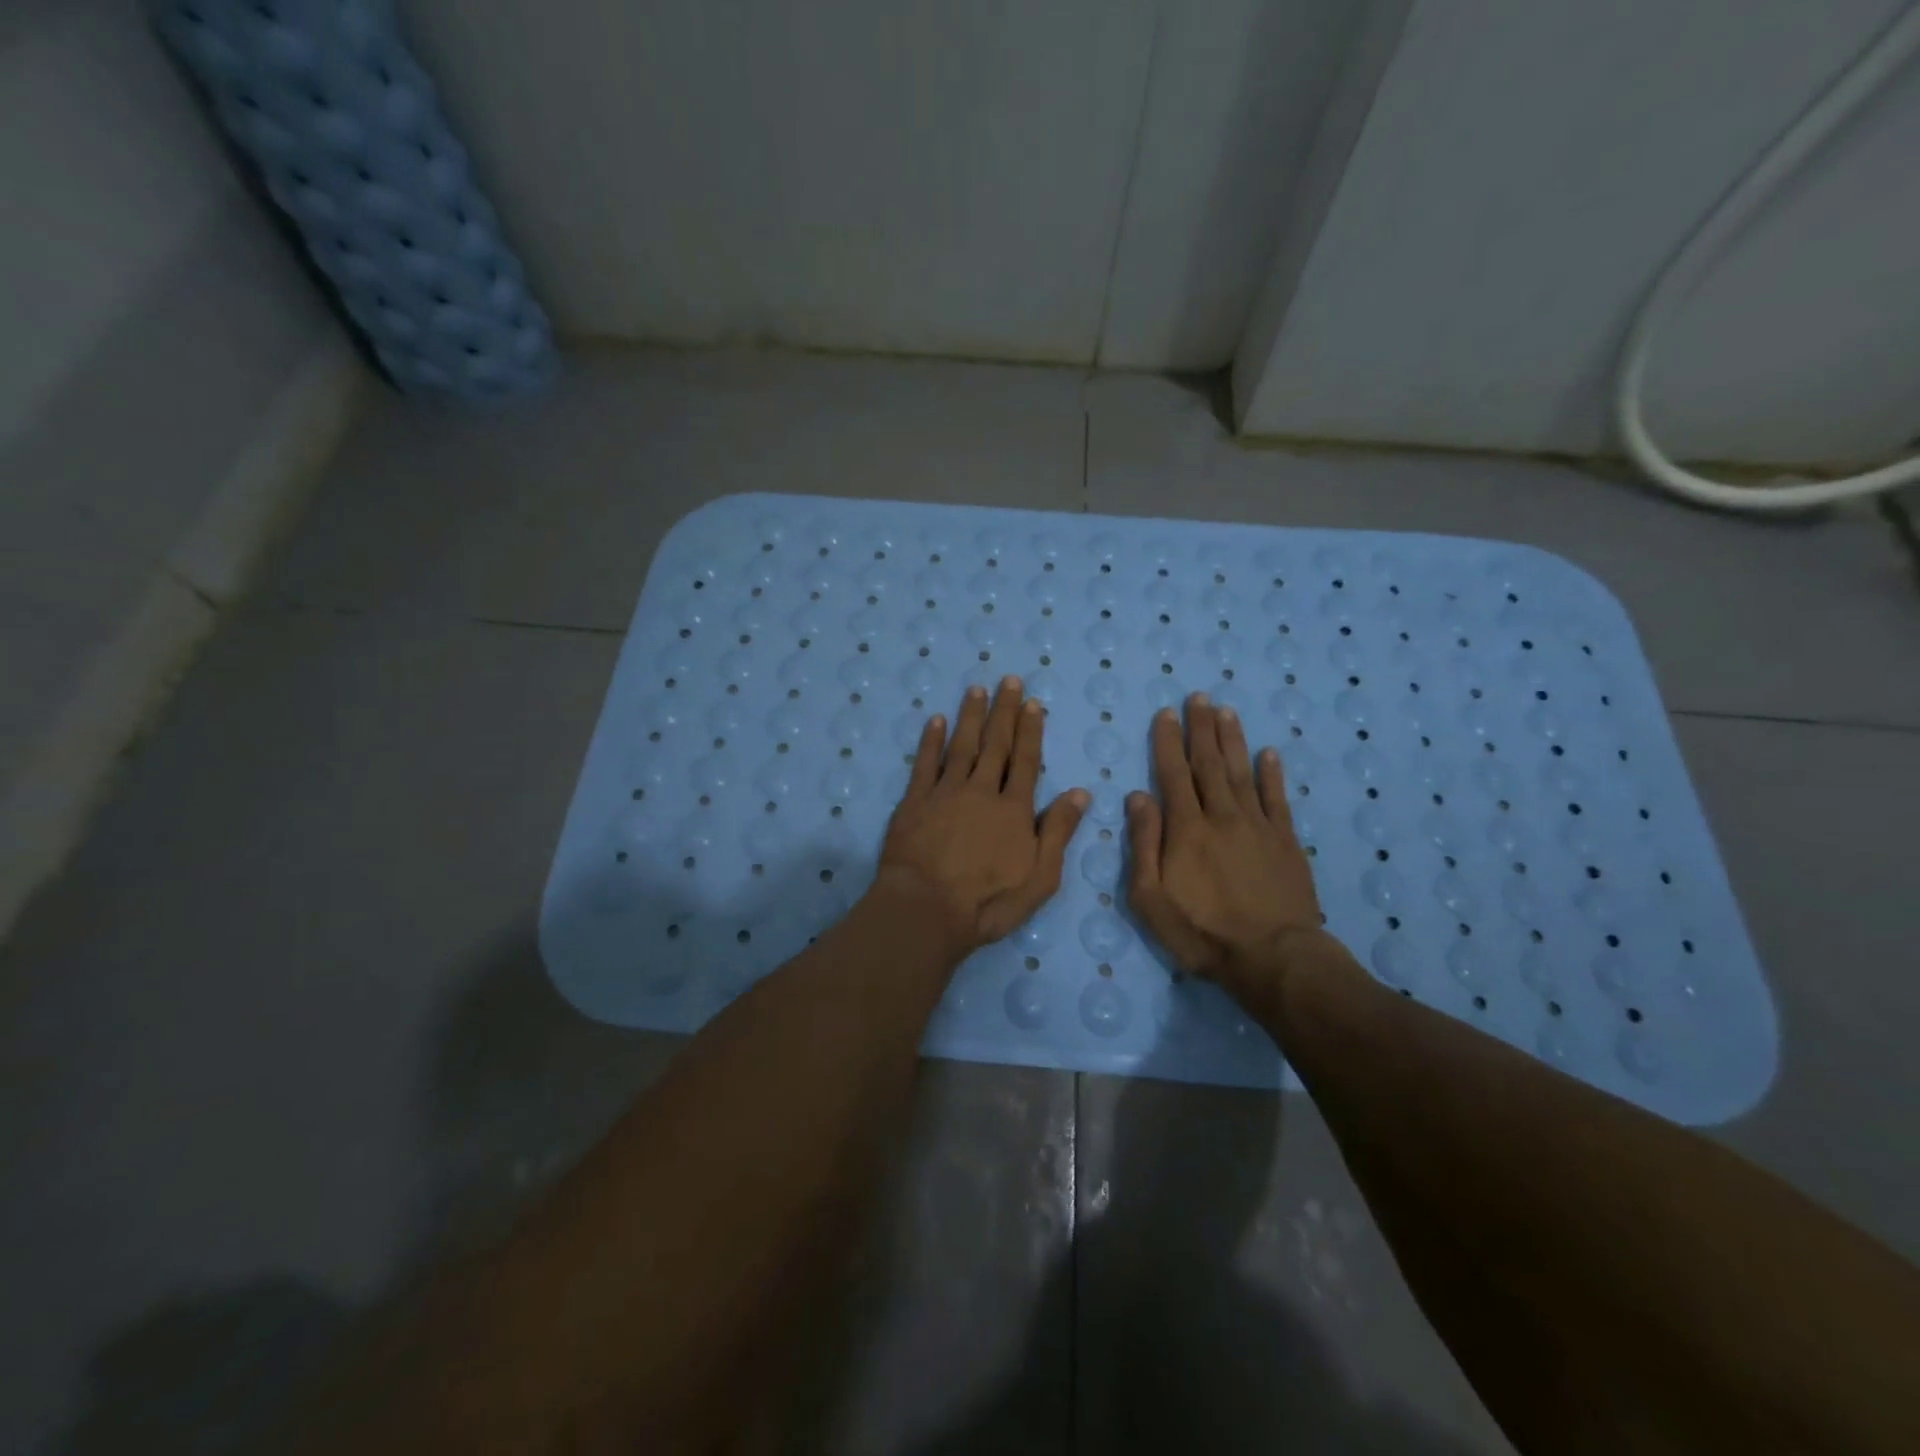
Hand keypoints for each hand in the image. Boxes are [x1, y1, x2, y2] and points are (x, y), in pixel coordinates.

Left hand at [876, 678, 1089, 955]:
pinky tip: (936, 720)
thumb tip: (1080, 792)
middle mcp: (982, 792)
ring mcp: (945, 794)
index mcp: (1014, 810)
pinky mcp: (914, 802)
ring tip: (976, 689)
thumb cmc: (988, 902)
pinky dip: (931, 741)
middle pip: (996, 745)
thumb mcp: (1040, 877)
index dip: (1030, 731)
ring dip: (970, 716)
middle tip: (1008, 681)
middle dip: (1004, 712)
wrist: (925, 909)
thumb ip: (1059, 832)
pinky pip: (925, 764)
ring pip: (962, 746)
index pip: (1026, 761)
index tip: (1032, 703)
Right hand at [1126, 695, 1327, 994]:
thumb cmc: (1202, 932)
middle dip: (1201, 728)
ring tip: (1226, 711)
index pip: (1173, 774)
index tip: (1166, 713)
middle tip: (1199, 696)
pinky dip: (1272, 774)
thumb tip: (1137, 796)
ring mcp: (1258, 826)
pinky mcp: (1286, 842)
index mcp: (1187, 829)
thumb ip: (1143, 844)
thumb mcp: (1151, 898)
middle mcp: (1222, 816)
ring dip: (1232, 740)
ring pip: (1242, 773)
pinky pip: (1277, 799)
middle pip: (1209, 764)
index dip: (1168, 742)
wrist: (1273, 958)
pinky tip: (1269, 753)